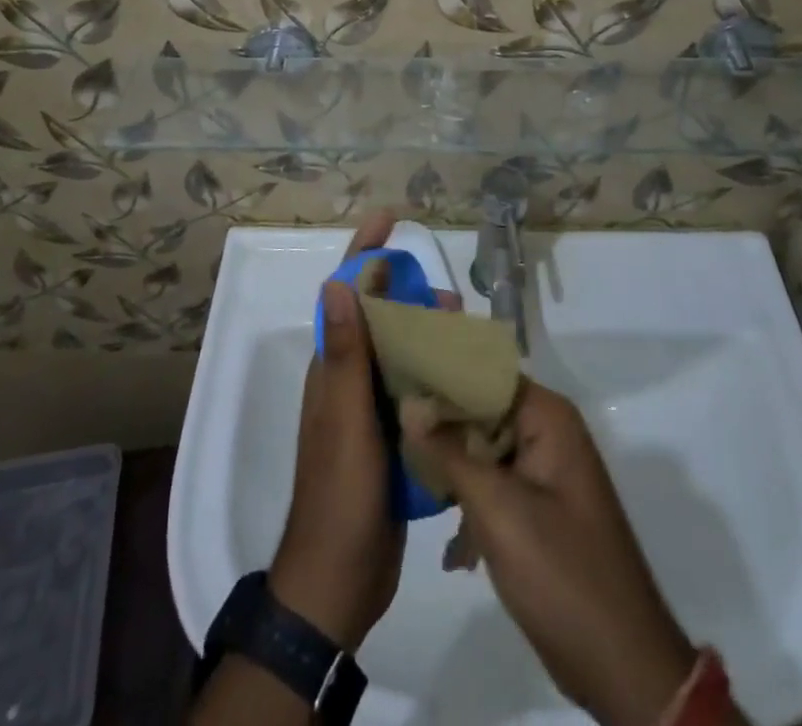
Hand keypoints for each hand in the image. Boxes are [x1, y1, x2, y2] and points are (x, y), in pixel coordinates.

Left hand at [269, 215, 459, 649]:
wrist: (339, 582)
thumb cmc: (340, 496)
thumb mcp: (344, 422)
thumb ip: (345, 357)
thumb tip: (340, 283)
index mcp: (333, 369)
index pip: (347, 294)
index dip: (365, 252)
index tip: (390, 218)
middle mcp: (349, 381)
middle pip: (380, 318)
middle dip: (410, 295)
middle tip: (450, 298)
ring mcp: (370, 410)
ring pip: (402, 354)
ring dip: (430, 335)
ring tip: (467, 334)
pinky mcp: (392, 438)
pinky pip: (416, 390)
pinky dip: (438, 374)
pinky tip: (468, 377)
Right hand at [407, 383, 697, 725]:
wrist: (620, 664)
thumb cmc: (558, 572)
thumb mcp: (495, 508)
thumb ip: (449, 451)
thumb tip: (408, 402)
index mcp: (548, 416)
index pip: (484, 374)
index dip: (441, 377)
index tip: (396, 384)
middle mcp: (550, 431)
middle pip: (483, 410)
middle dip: (441, 429)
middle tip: (394, 438)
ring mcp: (548, 471)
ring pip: (485, 449)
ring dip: (453, 473)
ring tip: (413, 491)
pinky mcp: (542, 507)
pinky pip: (497, 485)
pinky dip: (474, 508)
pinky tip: (454, 553)